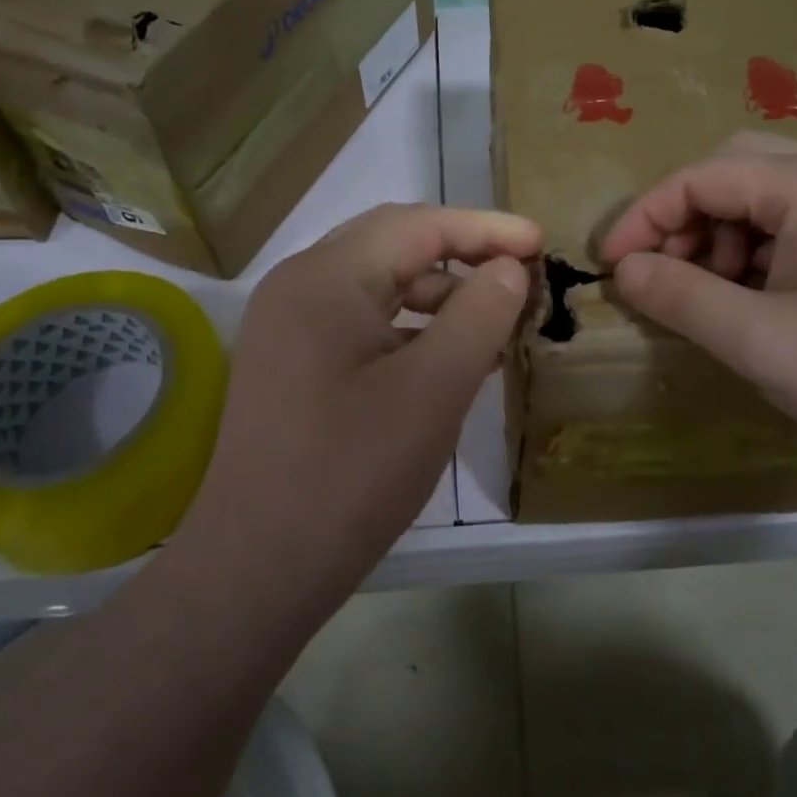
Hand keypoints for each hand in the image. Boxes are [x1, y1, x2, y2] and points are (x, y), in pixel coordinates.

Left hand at [183, 203, 538, 622]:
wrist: (257, 570)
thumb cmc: (351, 474)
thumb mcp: (434, 390)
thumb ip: (480, 315)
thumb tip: (508, 268)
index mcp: (325, 277)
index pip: (418, 225)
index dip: (486, 228)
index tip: (540, 243)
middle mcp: (299, 285)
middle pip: (394, 244)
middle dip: (463, 252)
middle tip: (521, 271)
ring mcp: (290, 325)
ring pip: (379, 284)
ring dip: (440, 293)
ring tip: (498, 320)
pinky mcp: (293, 362)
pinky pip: (362, 322)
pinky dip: (411, 327)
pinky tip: (452, 356)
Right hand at [599, 133, 796, 491]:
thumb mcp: (760, 342)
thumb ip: (681, 297)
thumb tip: (625, 269)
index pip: (703, 176)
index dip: (646, 216)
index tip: (612, 264)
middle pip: (737, 169)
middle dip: (688, 218)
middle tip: (667, 272)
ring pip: (771, 194)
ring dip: (725, 235)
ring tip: (718, 295)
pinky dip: (765, 248)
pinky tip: (764, 299)